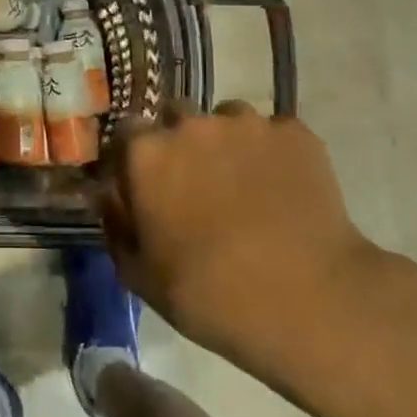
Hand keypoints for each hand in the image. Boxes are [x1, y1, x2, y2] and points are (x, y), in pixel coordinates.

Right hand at [98, 103, 394, 389]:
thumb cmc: (209, 295)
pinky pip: (273, 133)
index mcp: (146, 154)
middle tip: (196, 182)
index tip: (144, 182)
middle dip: (180, 141)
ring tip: (245, 183)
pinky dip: (273, 153)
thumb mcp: (140, 276)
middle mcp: (191, 124)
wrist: (307, 300)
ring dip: (227, 142)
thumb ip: (116, 227)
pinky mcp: (294, 133)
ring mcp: (246, 124)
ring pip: (227, 118)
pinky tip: (284, 188)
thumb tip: (109, 198)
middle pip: (176, 115)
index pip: (126, 132)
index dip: (134, 156)